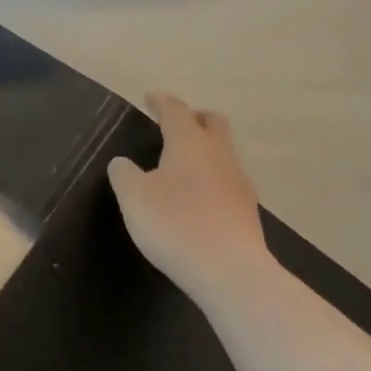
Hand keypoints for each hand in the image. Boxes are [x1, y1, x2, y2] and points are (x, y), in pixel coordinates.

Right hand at [107, 92, 277, 301]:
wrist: (229, 272)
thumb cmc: (175, 224)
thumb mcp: (133, 197)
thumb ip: (124, 174)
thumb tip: (123, 162)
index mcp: (189, 144)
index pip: (176, 111)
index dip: (161, 102)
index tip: (150, 98)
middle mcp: (219, 155)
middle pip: (213, 123)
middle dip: (193, 118)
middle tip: (173, 125)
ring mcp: (238, 183)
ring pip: (222, 152)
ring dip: (204, 150)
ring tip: (180, 164)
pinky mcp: (246, 210)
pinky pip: (226, 180)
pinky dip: (210, 177)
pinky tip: (195, 196)